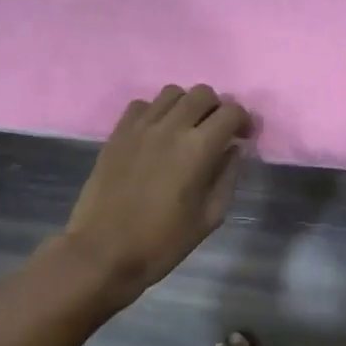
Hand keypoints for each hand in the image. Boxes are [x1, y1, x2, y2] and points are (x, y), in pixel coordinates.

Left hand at [63, 85, 252, 307]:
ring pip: (172, 92)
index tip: (244, 137)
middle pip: (202, 93)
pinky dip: (155, 112)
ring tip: (186, 129)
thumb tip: (233, 149)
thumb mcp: (209, 217)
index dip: (244, 120)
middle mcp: (170, 127)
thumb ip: (227, 177)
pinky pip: (141, 105)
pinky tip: (156, 134)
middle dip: (217, 108)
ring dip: (186, 105)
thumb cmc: (162, 242)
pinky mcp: (117, 133)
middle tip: (216, 132)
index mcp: (198, 148)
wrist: (102, 252)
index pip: (231, 112)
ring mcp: (140, 127)